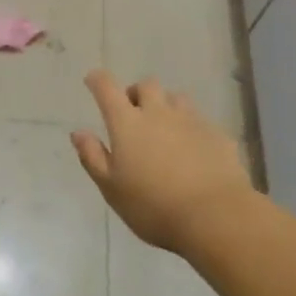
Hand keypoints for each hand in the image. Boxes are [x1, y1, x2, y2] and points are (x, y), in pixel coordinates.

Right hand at [71, 70, 252, 252]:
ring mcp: (191, 121)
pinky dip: (190, 128)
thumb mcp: (112, 188)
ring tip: (164, 129)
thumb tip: (78, 132)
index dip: (97, 80)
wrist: (215, 216)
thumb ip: (93, 157)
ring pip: (175, 99)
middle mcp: (159, 113)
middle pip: (146, 85)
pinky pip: (199, 121)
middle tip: (132, 114)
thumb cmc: (153, 206)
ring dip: (165, 106)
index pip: (107, 88)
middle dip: (136, 94)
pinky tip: (192, 151)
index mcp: (127, 123)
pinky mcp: (217, 134)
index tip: (92, 81)